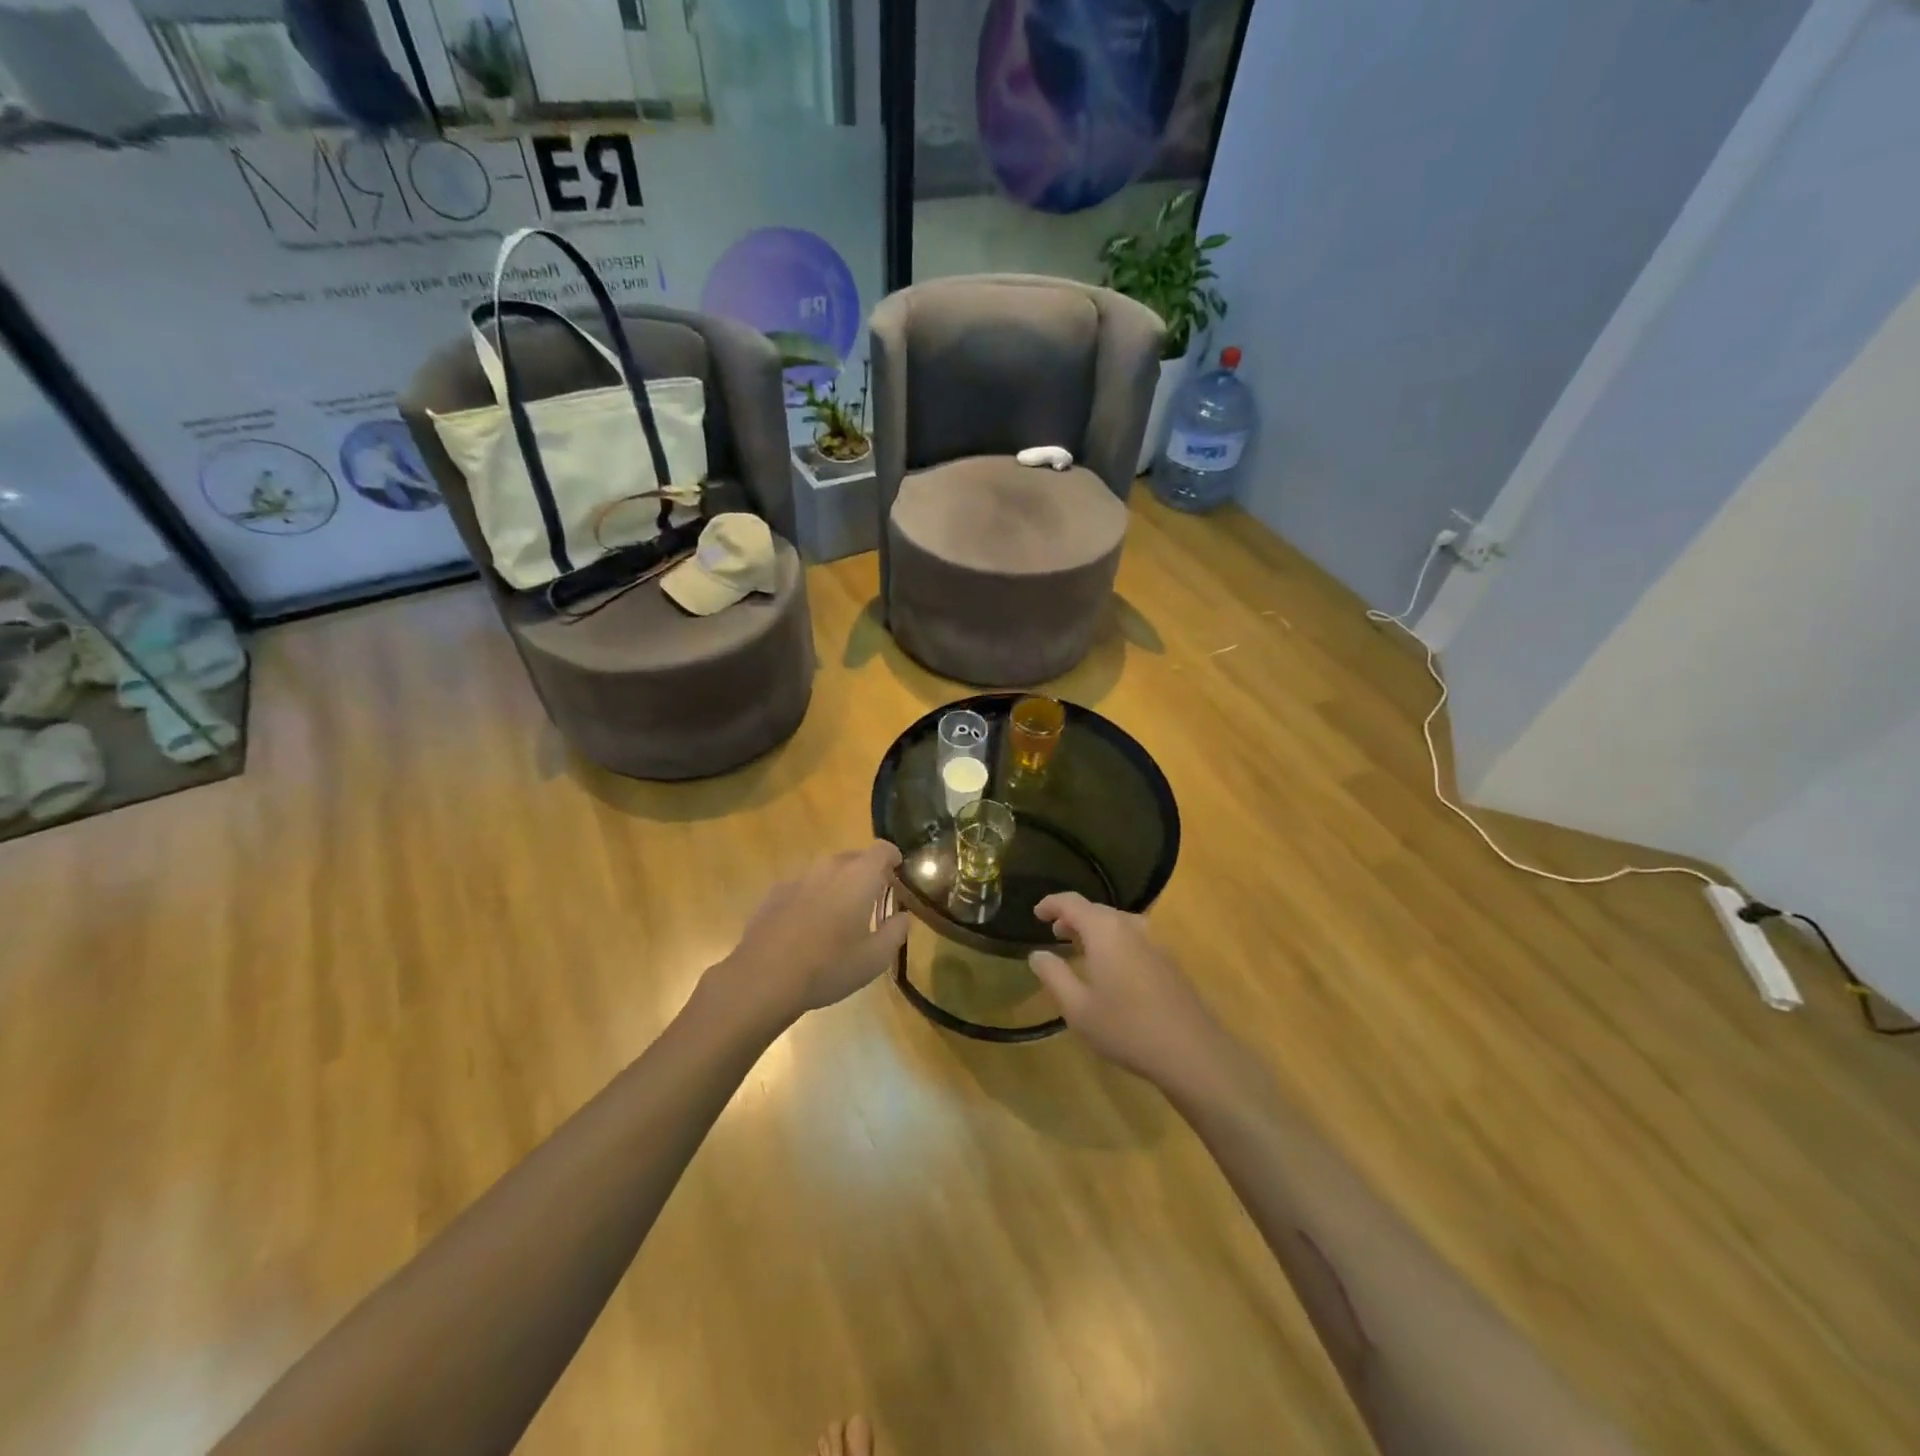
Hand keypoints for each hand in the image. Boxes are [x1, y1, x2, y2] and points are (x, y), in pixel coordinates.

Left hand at [701, 843, 911, 1032]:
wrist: (765, 977)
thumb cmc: (829, 967)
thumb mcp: (875, 959)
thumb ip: (896, 932)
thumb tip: (903, 917)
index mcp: (859, 876)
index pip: (882, 849)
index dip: (892, 857)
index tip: (897, 871)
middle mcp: (829, 867)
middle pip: (854, 857)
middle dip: (866, 872)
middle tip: (871, 899)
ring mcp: (798, 877)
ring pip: (826, 871)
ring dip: (837, 884)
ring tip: (838, 914)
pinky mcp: (775, 892)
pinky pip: (802, 885)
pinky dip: (811, 896)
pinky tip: (807, 924)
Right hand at [1027, 893, 1230, 1091]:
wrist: (1191, 1052)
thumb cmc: (1126, 1028)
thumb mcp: (1077, 1008)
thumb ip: (1054, 975)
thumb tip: (1037, 954)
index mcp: (1105, 930)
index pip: (1071, 902)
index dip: (1051, 903)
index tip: (1036, 913)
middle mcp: (1130, 926)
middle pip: (1096, 910)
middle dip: (1073, 918)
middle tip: (1055, 934)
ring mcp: (1154, 942)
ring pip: (1117, 923)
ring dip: (1095, 930)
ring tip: (1080, 948)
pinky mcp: (1169, 961)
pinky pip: (1133, 938)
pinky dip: (1114, 942)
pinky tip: (1111, 969)